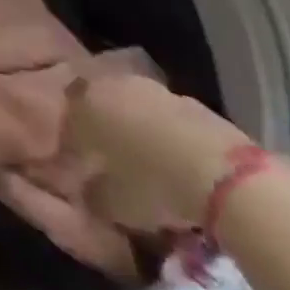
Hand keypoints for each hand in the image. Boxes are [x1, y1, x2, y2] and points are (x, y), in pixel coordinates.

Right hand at [64, 72, 255, 231]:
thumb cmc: (152, 186)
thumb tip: (86, 189)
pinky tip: (172, 159)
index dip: (72, 143)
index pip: (68, 118)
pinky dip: (163, 133)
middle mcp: (113, 85)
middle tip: (108, 157)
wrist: (221, 175)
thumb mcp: (111, 204)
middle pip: (100, 102)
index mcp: (86, 104)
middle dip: (101, 126)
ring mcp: (152, 88)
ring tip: (142, 159)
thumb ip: (91, 193)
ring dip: (133, 126)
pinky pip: (164, 116)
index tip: (79, 167)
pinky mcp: (187, 100)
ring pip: (133, 105)